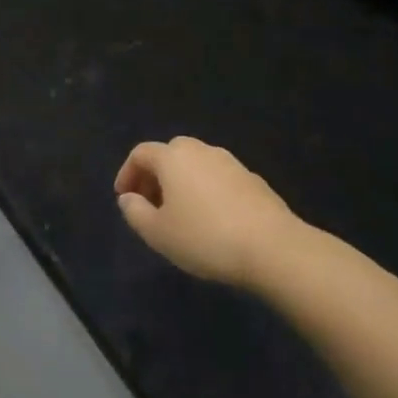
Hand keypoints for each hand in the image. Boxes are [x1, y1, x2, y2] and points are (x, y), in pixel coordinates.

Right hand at [114, 137, 300, 288]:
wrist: (273, 247)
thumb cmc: (204, 237)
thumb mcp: (157, 233)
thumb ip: (135, 212)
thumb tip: (128, 197)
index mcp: (173, 157)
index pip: (141, 153)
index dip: (127, 173)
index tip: (124, 198)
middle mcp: (201, 150)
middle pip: (170, 154)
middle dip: (154, 176)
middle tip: (150, 204)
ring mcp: (231, 162)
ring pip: (196, 164)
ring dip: (181, 182)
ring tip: (179, 214)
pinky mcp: (253, 179)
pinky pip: (217, 177)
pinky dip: (205, 189)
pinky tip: (210, 219)